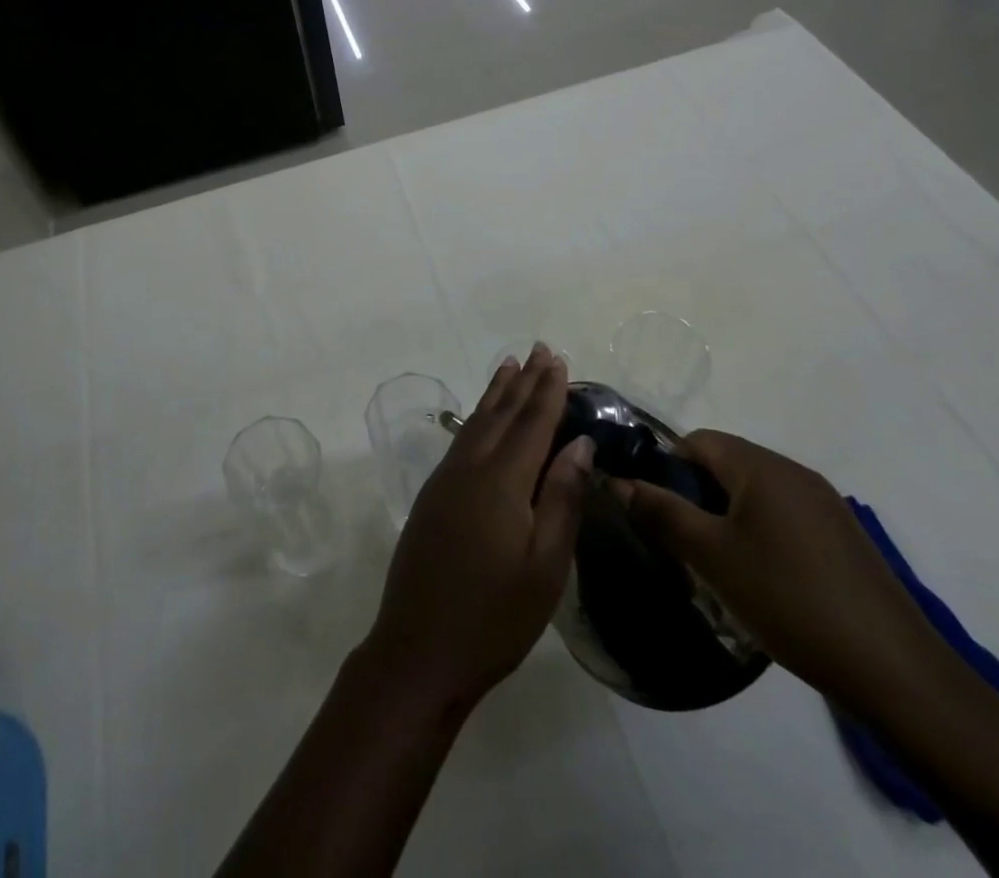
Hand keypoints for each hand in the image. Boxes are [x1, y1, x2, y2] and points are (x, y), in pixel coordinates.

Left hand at [361, 344, 593, 715]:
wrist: (419, 648)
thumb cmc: (495, 616)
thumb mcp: (545, 566)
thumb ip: (561, 498)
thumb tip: (579, 443)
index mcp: (501, 481)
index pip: (531, 423)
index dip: (547, 391)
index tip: (558, 360)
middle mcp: (470, 467)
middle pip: (501, 414)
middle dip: (523, 381)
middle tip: (538, 349)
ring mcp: (445, 479)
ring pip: (477, 422)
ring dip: (496, 393)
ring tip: (509, 365)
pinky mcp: (432, 494)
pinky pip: (462, 439)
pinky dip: (477, 417)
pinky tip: (482, 417)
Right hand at [615, 430, 951, 722]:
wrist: (897, 672)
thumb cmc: (789, 599)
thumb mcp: (711, 556)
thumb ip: (661, 512)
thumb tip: (618, 481)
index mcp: (762, 466)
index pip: (697, 441)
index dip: (667, 468)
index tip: (657, 511)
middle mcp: (795, 473)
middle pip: (726, 465)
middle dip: (696, 496)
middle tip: (682, 543)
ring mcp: (826, 505)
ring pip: (755, 494)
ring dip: (727, 518)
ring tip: (718, 566)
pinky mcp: (844, 539)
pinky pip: (784, 518)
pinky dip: (761, 535)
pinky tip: (763, 582)